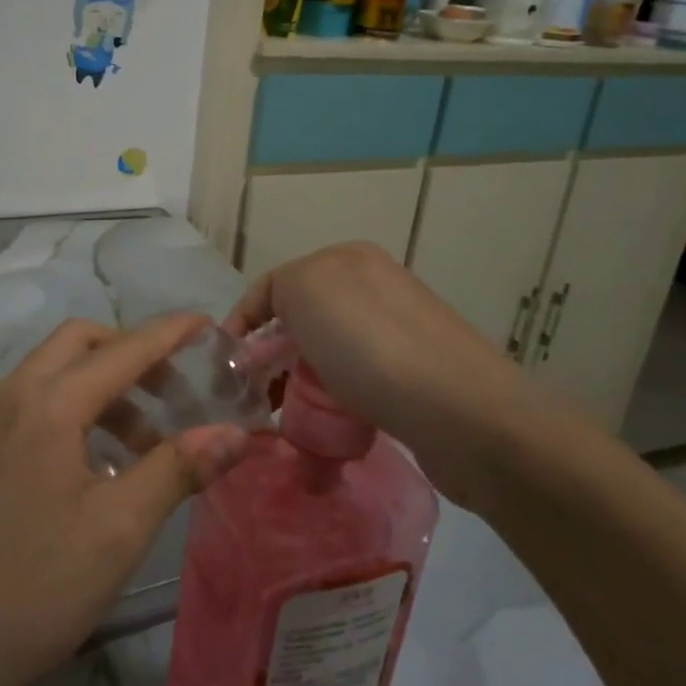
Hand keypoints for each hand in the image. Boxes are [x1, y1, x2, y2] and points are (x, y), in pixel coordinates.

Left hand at [0, 314, 245, 685]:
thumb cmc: (30, 590)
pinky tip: (100, 467)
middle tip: (177, 391)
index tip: (210, 324)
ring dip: (106, 389)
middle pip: (81, 344)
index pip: (124, 349)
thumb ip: (177, 470)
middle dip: (133, 354)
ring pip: (56, 375)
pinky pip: (36, 405)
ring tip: (147, 444)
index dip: (171, 333)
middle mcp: (13, 395)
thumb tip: (236, 433)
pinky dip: (76, 412)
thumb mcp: (117, 530)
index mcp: (49, 403)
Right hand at [225, 242, 554, 506]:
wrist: (461, 413)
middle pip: (301, 321)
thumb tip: (274, 329)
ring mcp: (398, 332)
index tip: (224, 369)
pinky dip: (334, 402)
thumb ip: (276, 292)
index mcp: (348, 259)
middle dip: (271, 357)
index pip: (274, 286)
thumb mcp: (305, 290)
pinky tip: (329, 426)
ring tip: (287, 421)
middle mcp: (375, 287)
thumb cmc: (370, 346)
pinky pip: (355, 383)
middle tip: (254, 398)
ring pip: (327, 356)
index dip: (243, 323)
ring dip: (301, 384)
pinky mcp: (415, 376)